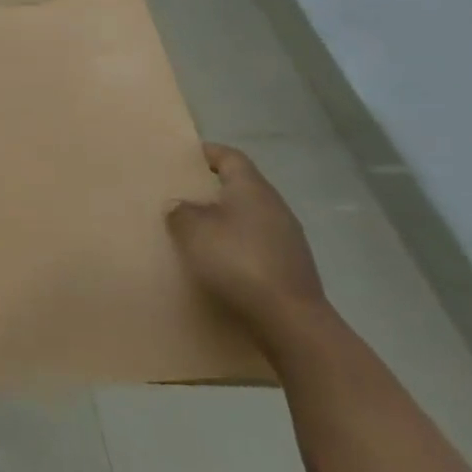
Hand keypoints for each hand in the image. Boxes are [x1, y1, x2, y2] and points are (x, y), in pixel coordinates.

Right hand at [167, 143, 328, 347]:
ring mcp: (287, 237)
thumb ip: (181, 212)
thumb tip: (180, 205)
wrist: (290, 319)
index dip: (208, 153)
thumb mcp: (193, 231)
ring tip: (196, 230)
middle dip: (213, 188)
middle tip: (182, 195)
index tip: (184, 157)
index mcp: (252, 189)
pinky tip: (220, 260)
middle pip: (241, 186)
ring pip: (249, 216)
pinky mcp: (290, 265)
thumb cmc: (238, 262)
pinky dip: (237, 244)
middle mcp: (274, 206)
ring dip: (225, 219)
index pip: (230, 157)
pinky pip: (257, 242)